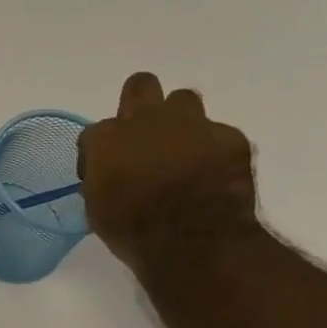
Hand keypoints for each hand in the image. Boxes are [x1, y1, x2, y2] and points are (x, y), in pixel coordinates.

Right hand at [78, 72, 259, 278]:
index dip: (99, 153)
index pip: (95, 132)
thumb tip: (110, 176)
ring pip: (184, 100)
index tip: (104, 175)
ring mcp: (192, 124)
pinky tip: (212, 174)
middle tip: (143, 135)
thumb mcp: (97, 208)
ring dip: (180, 121)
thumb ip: (101, 179)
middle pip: (141, 85)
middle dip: (141, 103)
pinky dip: (213, 151)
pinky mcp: (230, 137)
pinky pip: (219, 134)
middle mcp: (147, 120)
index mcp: (107, 138)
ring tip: (181, 151)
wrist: (193, 242)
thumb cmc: (132, 230)